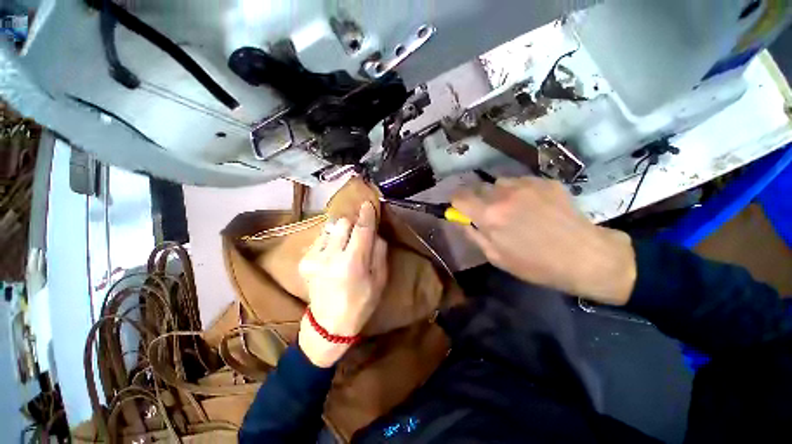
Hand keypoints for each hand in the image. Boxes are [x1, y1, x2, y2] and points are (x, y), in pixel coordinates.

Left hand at [297, 201, 387, 366]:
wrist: (329, 324)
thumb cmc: (361, 303)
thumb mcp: (379, 280)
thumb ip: (379, 252)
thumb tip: (375, 232)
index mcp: (352, 264)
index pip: (362, 229)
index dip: (366, 214)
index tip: (368, 204)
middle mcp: (331, 256)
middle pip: (343, 222)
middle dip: (353, 224)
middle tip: (358, 233)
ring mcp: (314, 257)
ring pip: (330, 227)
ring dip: (341, 232)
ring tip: (345, 245)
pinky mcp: (304, 260)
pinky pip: (321, 237)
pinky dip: (330, 240)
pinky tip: (333, 253)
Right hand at [452, 177, 635, 305]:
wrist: (586, 257)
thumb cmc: (536, 264)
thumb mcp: (496, 257)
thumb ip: (474, 235)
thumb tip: (461, 220)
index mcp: (489, 215)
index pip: (459, 197)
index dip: (456, 202)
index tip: (461, 209)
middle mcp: (503, 194)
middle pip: (477, 187)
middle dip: (478, 199)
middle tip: (490, 213)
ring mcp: (526, 184)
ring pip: (499, 183)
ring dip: (499, 194)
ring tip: (514, 208)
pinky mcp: (545, 181)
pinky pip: (521, 182)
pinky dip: (519, 192)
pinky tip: (534, 206)